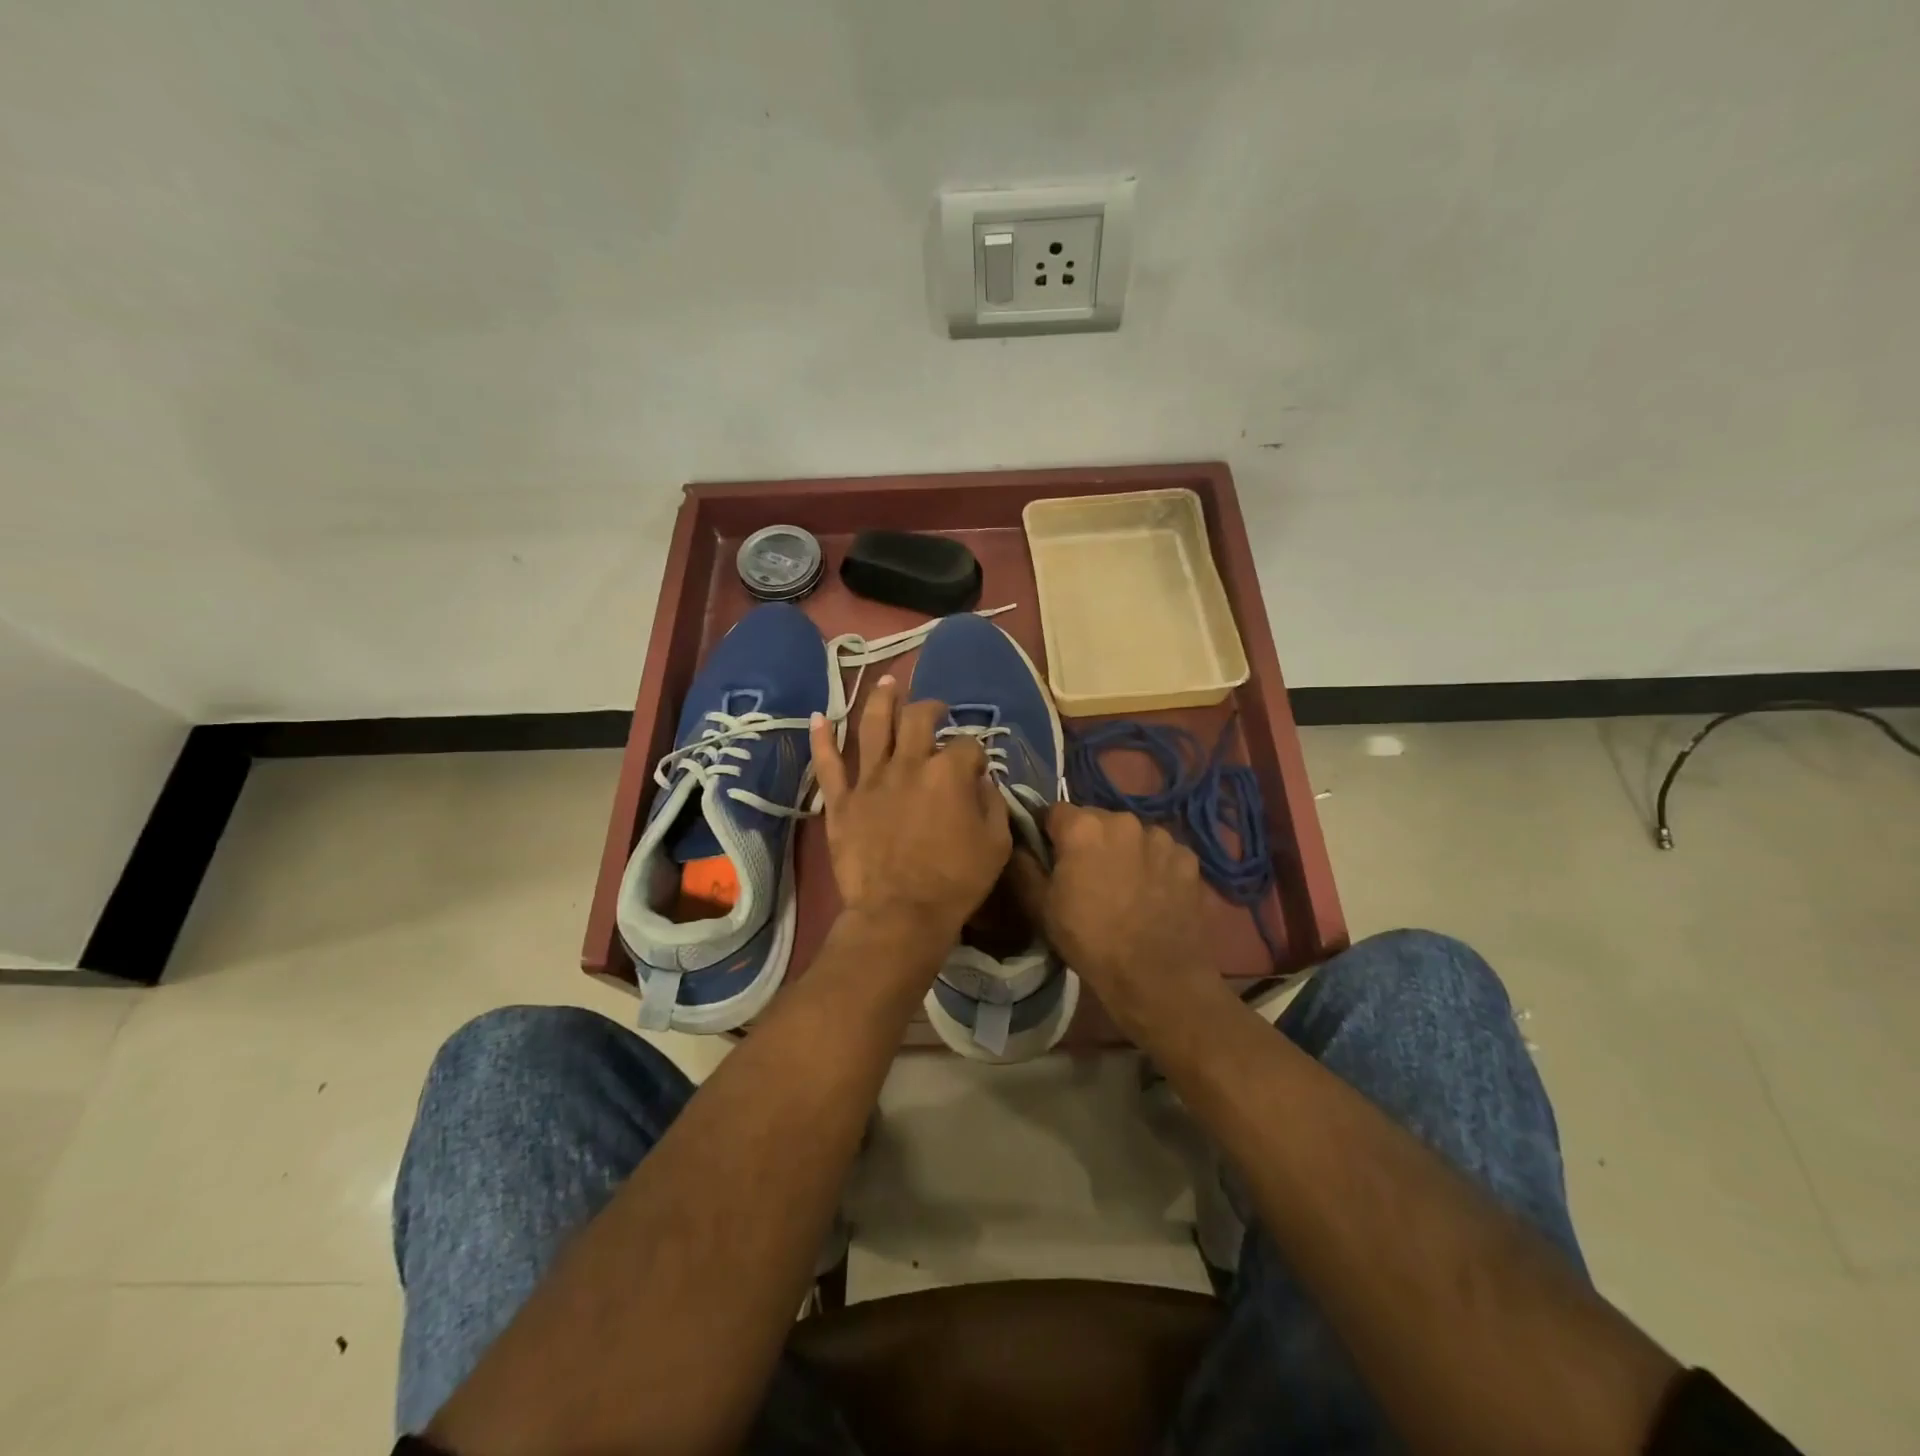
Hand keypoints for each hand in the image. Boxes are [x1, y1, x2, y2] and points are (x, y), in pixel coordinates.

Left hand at [810, 675, 1010, 940]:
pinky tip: (818, 717)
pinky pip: (828, 765)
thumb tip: (980, 781)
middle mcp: (908, 765)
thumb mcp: (996, 844)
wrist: (900, 915)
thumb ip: (992, 803)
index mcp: (949, 773)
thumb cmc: (956, 882)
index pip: (967, 745)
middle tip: (936, 709)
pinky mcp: (842, 802)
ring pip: (873, 726)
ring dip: (881, 700)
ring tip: (887, 682)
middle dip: (931, 708)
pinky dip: (822, 739)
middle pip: (918, 719)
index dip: (975, 754)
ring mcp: (870, 780)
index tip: (977, 770)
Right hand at [1009, 804, 1222, 1034]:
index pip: (1054, 812)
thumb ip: (1023, 866)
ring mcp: (1161, 838)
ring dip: (1124, 851)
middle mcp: (1123, 820)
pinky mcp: (1188, 859)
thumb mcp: (1040, 907)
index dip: (1049, 834)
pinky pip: (1162, 853)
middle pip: (1096, 820)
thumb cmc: (1089, 940)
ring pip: (1131, 835)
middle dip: (1088, 841)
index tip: (1050, 859)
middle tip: (1087, 877)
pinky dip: (1154, 866)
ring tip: (1124, 887)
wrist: (1155, 977)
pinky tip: (1152, 895)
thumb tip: (1018, 843)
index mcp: (1083, 827)